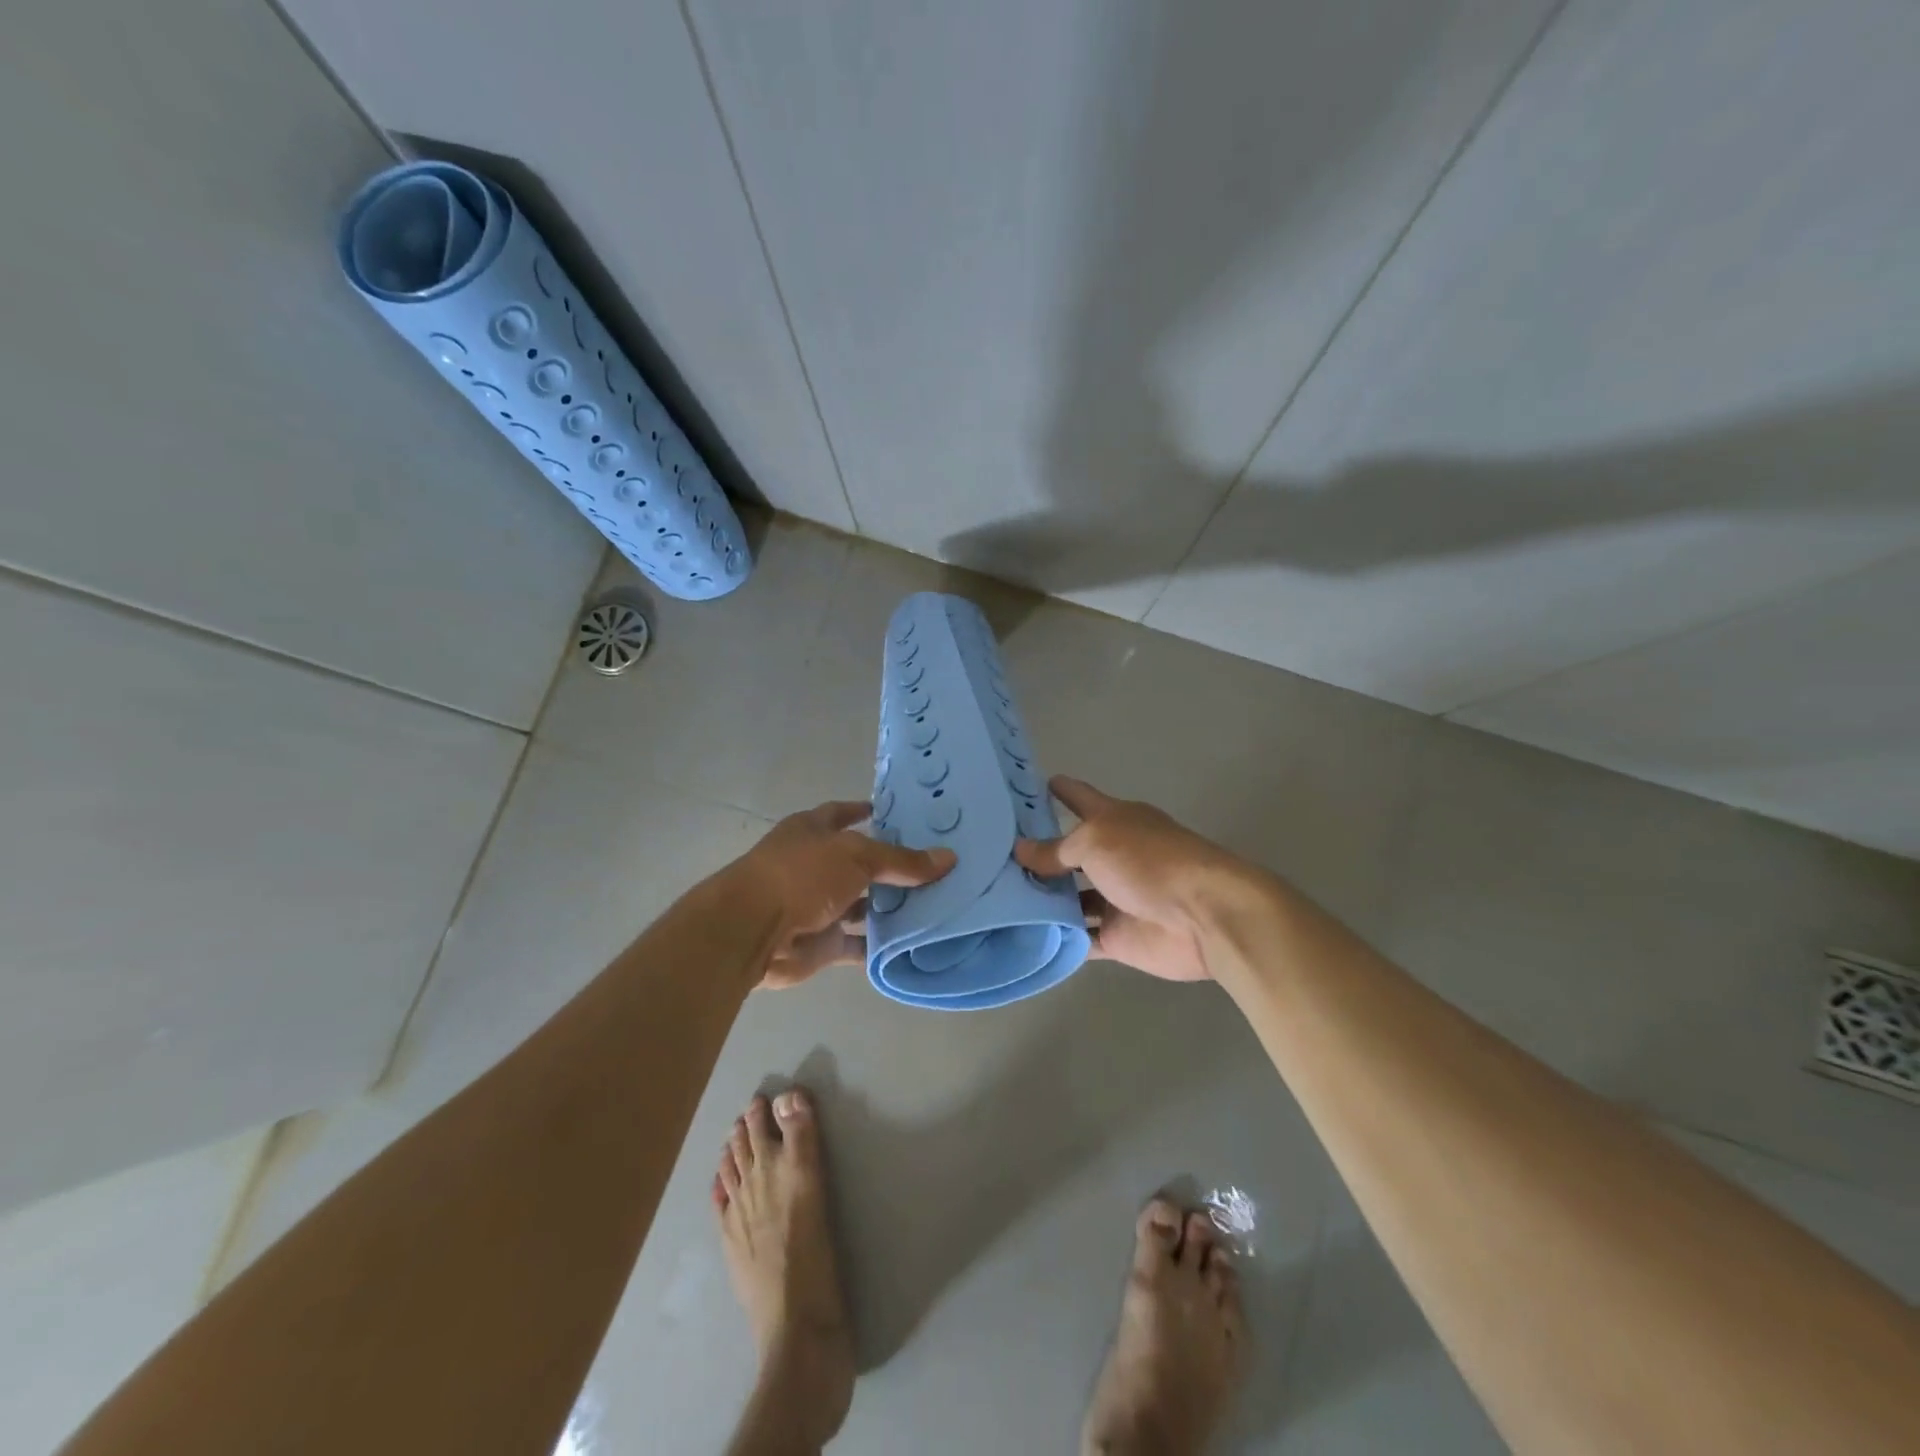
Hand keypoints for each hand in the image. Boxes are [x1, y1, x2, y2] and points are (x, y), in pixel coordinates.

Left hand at [730, 801, 955, 988]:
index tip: (896, 814)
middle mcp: (814, 865)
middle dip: (890, 865)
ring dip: (888, 907)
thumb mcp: (856, 856)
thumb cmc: (801, 875)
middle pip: (858, 862)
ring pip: (861, 904)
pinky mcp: (822, 943)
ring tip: (934, 903)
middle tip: (934, 864)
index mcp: (812, 831)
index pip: (842, 813)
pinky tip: (913, 943)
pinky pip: (858, 944)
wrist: (752, 932)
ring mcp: (817, 906)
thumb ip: (902, 860)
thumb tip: (949, 858)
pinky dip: (879, 945)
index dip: (865, 811)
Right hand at [1014, 776, 1250, 981]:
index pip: (1079, 798)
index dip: (1056, 790)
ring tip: (993, 898)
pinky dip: (1057, 938)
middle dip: (1036, 854)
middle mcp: (1113, 857)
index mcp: (1114, 821)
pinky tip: (1021, 937)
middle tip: (990, 854)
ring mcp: (1114, 899)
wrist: (1202, 917)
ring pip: (1069, 898)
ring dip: (1041, 900)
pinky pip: (1079, 938)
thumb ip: (1055, 850)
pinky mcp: (1117, 937)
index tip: (1024, 785)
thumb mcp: (1095, 842)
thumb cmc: (1148, 862)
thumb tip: (1020, 851)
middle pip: (1068, 853)